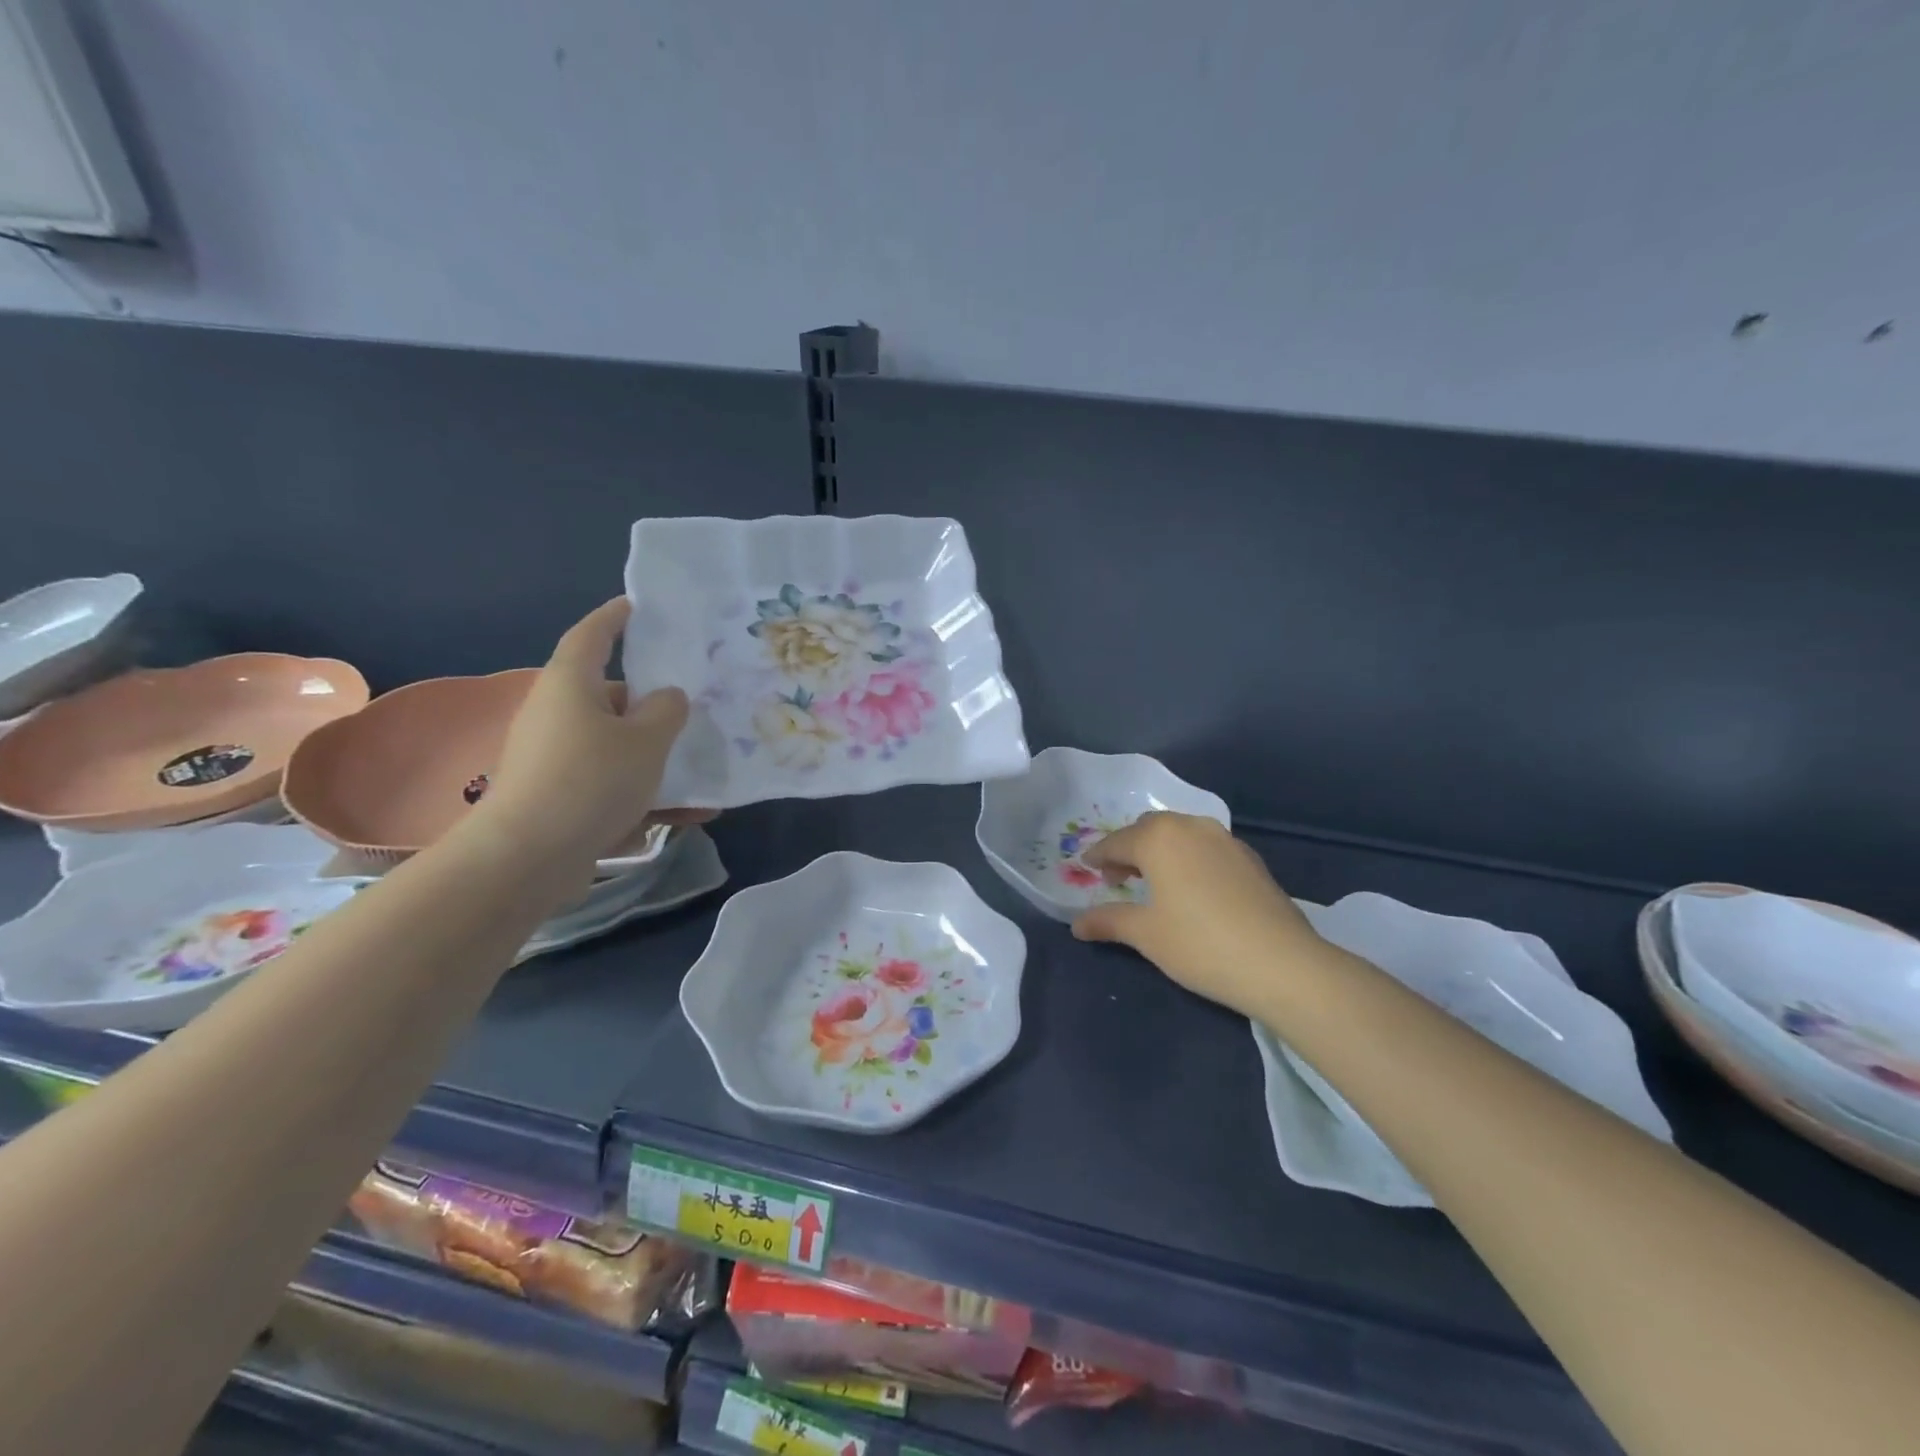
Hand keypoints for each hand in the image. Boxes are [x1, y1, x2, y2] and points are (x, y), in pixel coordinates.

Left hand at [477, 599, 701, 879]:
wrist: (528, 857)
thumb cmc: (590, 780)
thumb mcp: (646, 740)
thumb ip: (667, 711)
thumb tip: (668, 697)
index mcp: (571, 685)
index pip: (593, 635)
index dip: (615, 617)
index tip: (637, 605)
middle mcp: (558, 714)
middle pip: (611, 696)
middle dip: (652, 702)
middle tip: (694, 703)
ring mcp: (556, 757)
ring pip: (617, 745)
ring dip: (657, 756)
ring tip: (702, 768)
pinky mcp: (561, 795)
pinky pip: (613, 783)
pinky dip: (647, 793)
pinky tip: (689, 813)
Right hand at [1072, 811, 1325, 1018]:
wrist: (1283, 964)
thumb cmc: (1201, 945)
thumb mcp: (1146, 935)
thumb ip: (1109, 921)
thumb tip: (1077, 924)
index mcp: (1160, 838)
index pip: (1117, 842)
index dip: (1098, 856)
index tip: (1085, 867)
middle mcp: (1192, 827)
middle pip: (1149, 829)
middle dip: (1129, 849)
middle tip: (1118, 878)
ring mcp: (1226, 840)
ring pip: (1181, 834)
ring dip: (1161, 851)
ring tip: (1154, 882)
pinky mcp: (1250, 858)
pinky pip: (1206, 848)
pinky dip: (1189, 858)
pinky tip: (1192, 889)